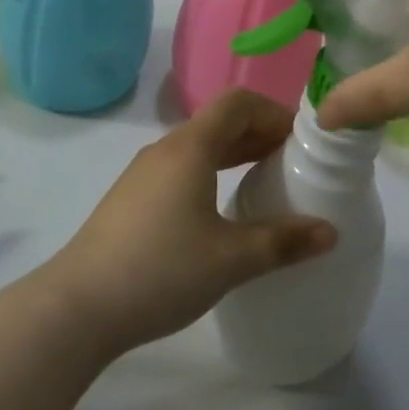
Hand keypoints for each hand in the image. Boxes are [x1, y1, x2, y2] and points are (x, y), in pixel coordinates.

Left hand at [39, 90, 335, 357]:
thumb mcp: (231, 259)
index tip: (302, 142)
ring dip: (236, 155)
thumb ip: (283, 242)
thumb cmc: (161, 271)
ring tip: (266, 183)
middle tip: (294, 164)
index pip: (238, 102)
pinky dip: (212, 173)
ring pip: (199, 147)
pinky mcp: (132, 199)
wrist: (78, 307)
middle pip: (219, 122)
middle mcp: (165, 150)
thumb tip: (330, 232)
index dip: (274, 113)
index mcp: (190, 148)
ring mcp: (143, 174)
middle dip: (260, 134)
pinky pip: (181, 169)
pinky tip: (223, 211)